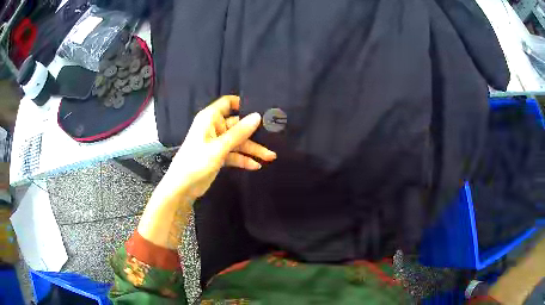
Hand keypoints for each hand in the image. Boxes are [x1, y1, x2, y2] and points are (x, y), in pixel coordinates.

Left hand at [164, 95, 276, 197]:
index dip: (243, 104)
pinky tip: (256, 166)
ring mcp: (217, 142)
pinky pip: (234, 154)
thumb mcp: (219, 147)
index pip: (228, 103)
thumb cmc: (196, 162)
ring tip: (270, 157)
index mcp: (210, 118)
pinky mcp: (219, 156)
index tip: (260, 110)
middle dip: (254, 133)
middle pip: (238, 125)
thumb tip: (257, 116)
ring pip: (238, 142)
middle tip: (273, 138)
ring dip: (253, 150)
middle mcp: (214, 127)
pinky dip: (244, 160)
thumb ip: (239, 132)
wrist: (182, 187)